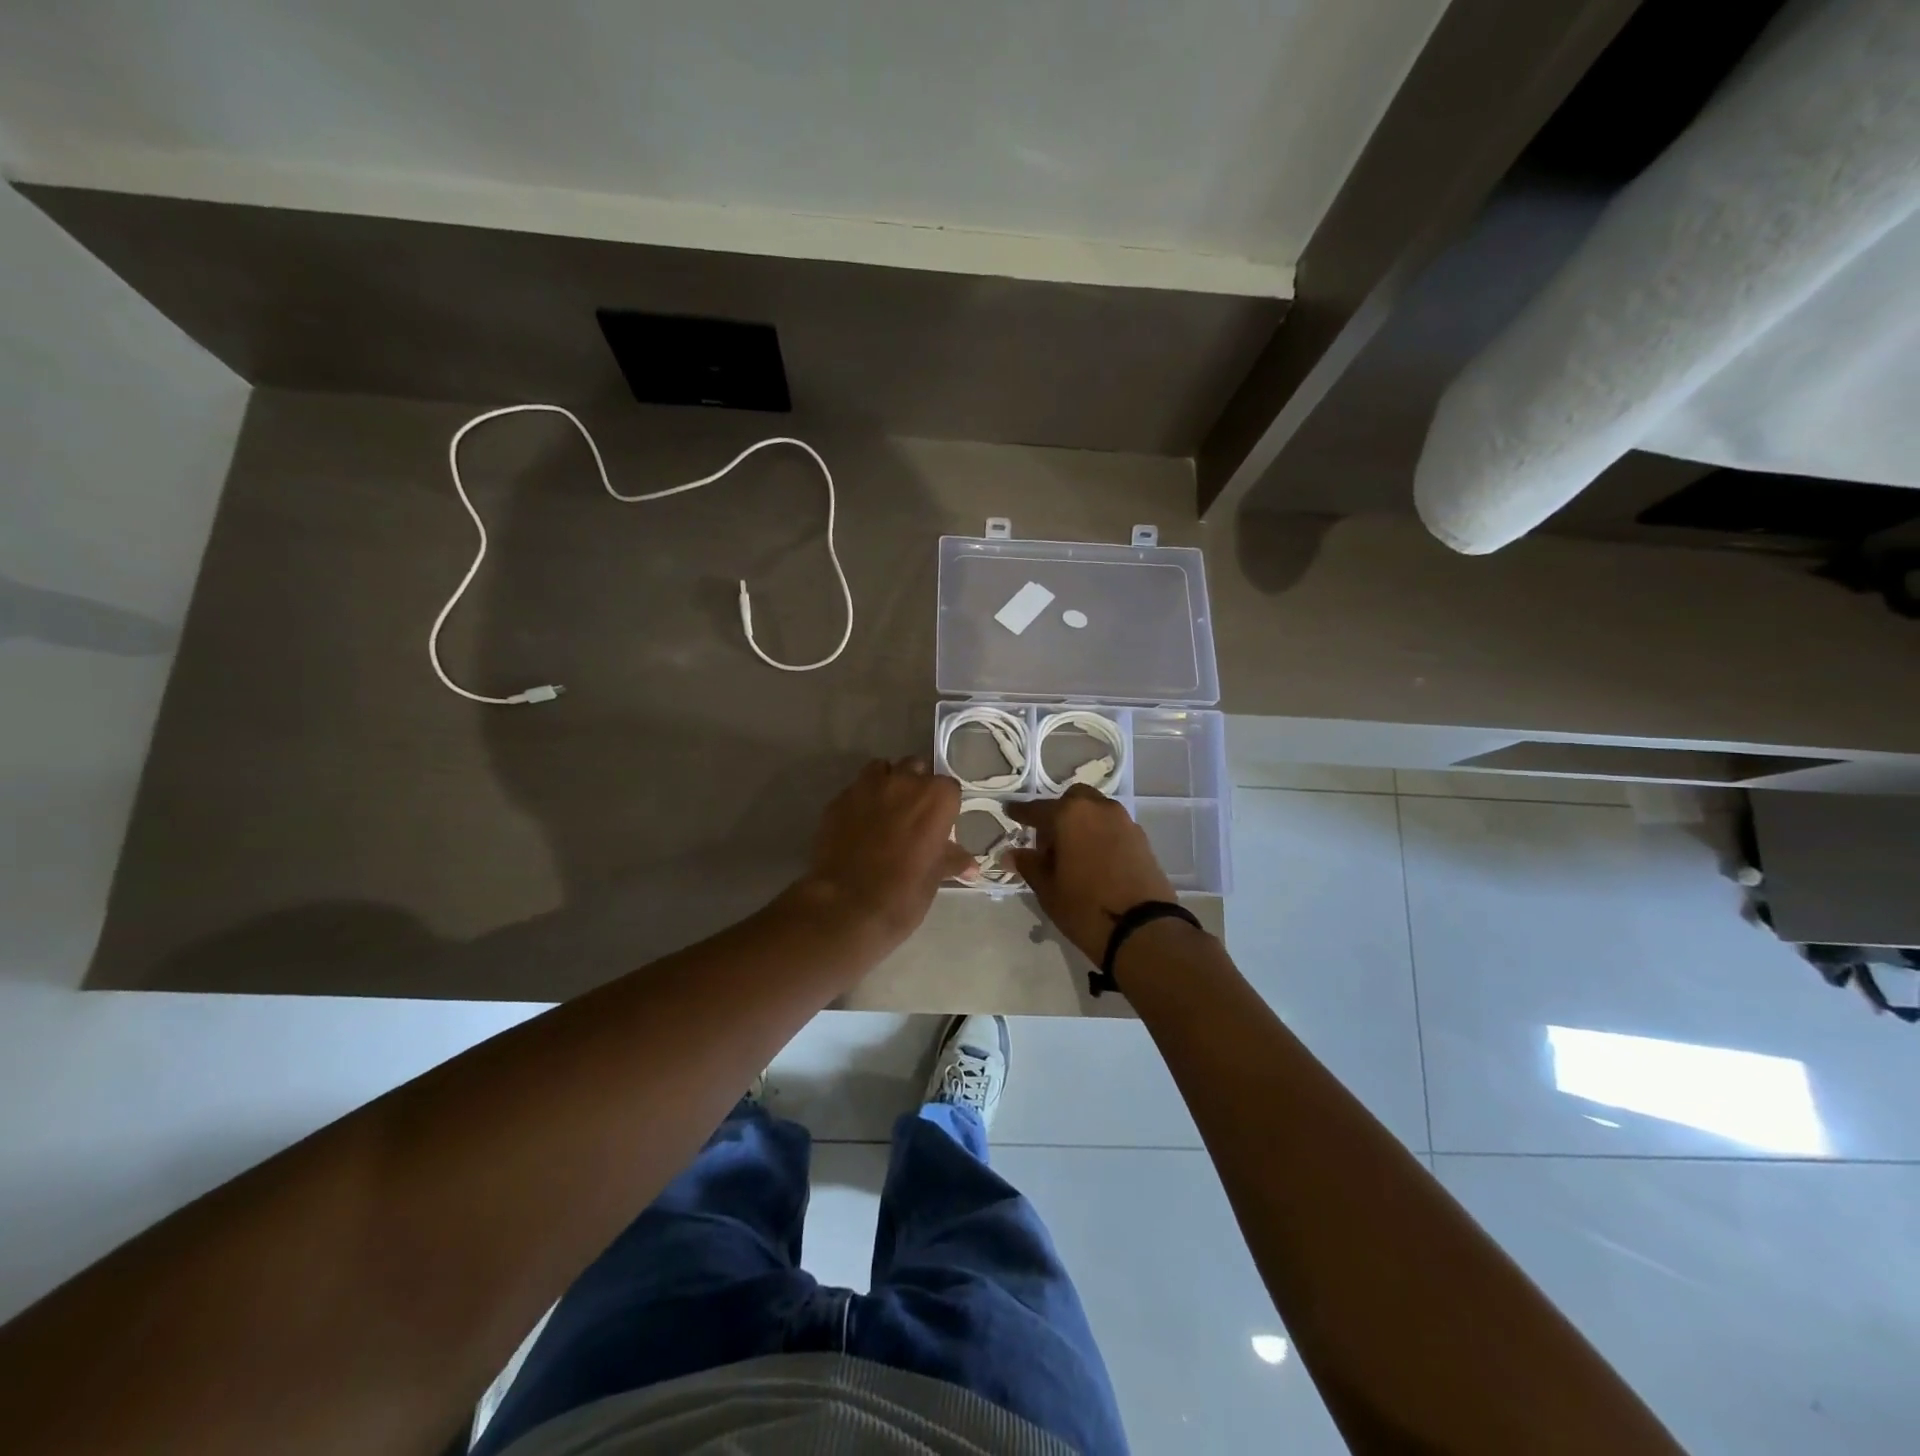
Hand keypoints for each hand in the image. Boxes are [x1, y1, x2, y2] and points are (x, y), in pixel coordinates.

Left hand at [793, 758, 975, 949]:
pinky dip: (861, 801)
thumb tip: (971, 866)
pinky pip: (855, 790)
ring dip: (887, 783)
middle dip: (916, 786)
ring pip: (882, 770)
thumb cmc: (904, 892)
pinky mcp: (838, 799)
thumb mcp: (935, 877)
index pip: (949, 788)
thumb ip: (952, 860)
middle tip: (913, 816)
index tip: (940, 824)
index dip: (944, 805)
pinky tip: (859, 825)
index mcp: (936, 798)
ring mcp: (867, 787)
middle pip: (915, 768)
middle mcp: (903, 782)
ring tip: (885, 811)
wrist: (847, 906)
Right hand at [1007, 786, 1177, 963]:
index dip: (1021, 812)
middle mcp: (1099, 809)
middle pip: (1072, 801)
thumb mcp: (1048, 889)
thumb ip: (1029, 864)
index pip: (1038, 809)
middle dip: (1058, 814)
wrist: (1144, 929)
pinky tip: (1095, 861)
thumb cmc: (1085, 907)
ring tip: (1072, 854)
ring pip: (1096, 811)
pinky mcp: (1142, 839)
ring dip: (1081, 823)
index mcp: (1070, 815)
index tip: (1010, 811)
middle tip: (1048, 842)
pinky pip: (1113, 827)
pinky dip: (1100, 835)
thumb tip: (1011, 853)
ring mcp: (1124, 822)